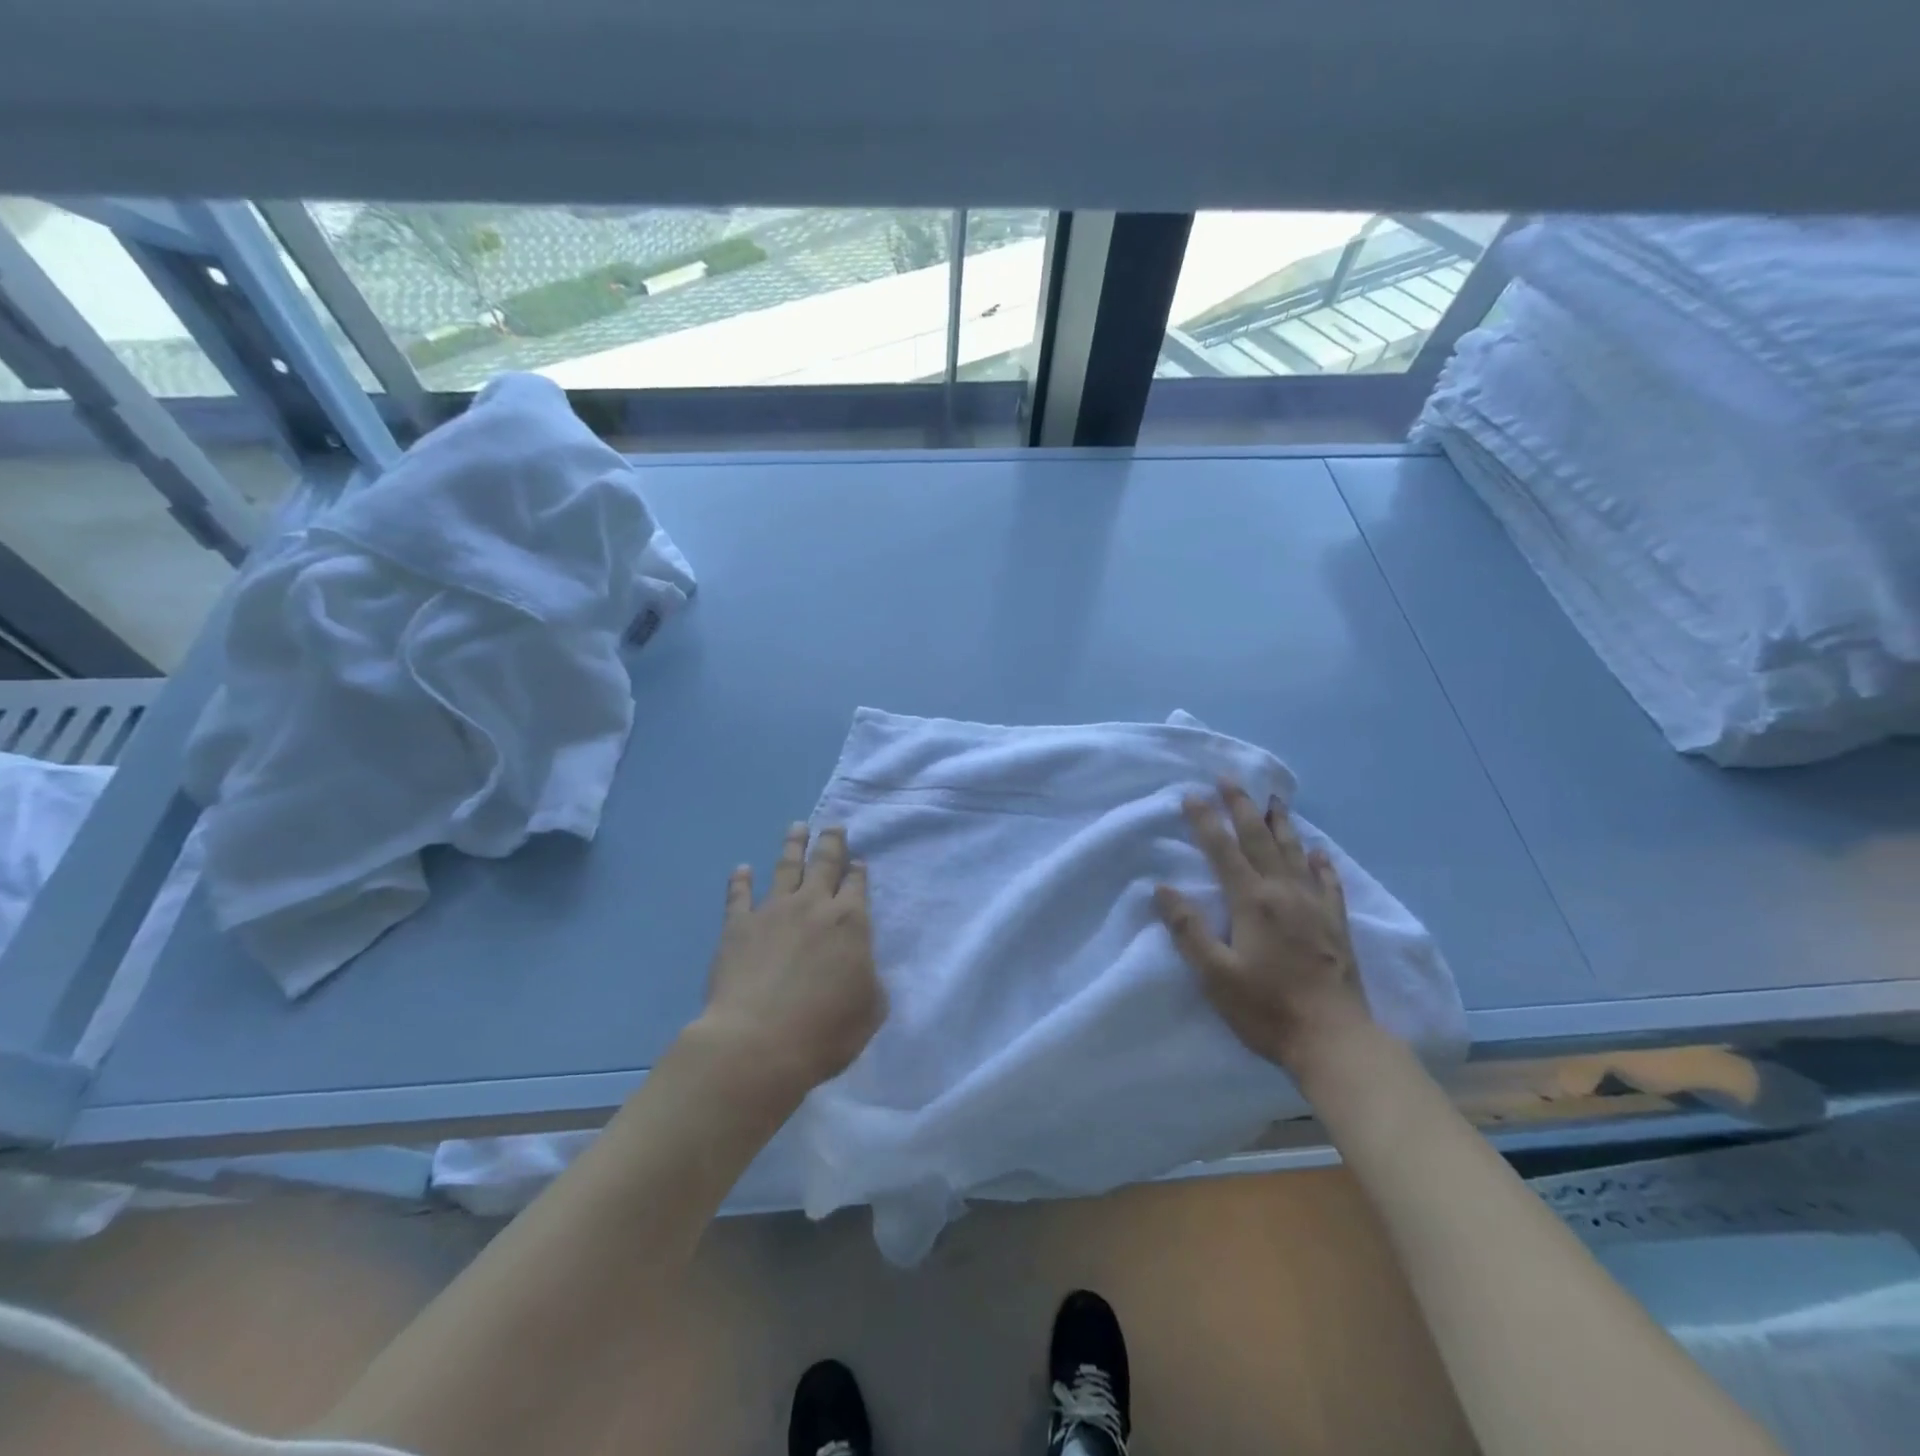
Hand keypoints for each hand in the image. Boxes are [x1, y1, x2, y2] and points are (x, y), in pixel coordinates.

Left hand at [693, 822, 885, 1099]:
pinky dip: (741, 880)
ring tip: (797, 827)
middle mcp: (813, 906)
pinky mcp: (738, 927)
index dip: (858, 871)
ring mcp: (773, 912)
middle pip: (824, 863)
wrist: (757, 1044)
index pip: (857, 885)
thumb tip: (861, 967)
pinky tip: (742, 869)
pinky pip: (739, 896)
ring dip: (793, 845)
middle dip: (831, 843)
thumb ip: (870, 981)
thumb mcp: (870, 1009)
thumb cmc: (824, 1031)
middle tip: (833, 825)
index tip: (859, 860)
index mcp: (850, 922)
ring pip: (785, 867)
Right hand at [1155, 781, 1372, 1075]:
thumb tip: (1163, 888)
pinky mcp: (1336, 924)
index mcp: (1251, 901)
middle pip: (1259, 840)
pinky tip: (1318, 852)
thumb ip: (1189, 929)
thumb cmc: (1267, 1008)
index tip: (1191, 794)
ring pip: (1294, 852)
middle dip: (1241, 807)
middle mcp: (1283, 892)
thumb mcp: (1215, 975)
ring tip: (1274, 800)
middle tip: (1230, 778)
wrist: (1335, 1040)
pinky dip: (1320, 862)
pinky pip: (1328, 882)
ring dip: (1280, 824)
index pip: (1222, 850)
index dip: (1205, 820)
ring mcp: (1314, 906)